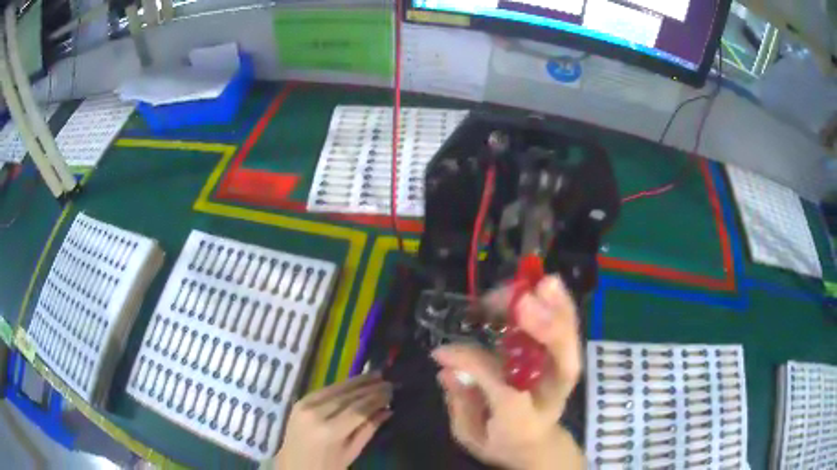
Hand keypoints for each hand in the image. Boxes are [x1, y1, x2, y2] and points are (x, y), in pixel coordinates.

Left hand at [276, 373, 391, 469]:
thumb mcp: (350, 452)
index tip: (392, 390)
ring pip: (336, 389)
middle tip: (389, 381)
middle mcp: (315, 414)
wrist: (293, 465)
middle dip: (370, 387)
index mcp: (329, 431)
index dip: (377, 398)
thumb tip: (388, 410)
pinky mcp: (299, 401)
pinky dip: (342, 385)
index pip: (358, 409)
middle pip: (348, 396)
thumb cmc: (326, 466)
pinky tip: (355, 381)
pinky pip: (324, 390)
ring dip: (357, 381)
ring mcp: (304, 405)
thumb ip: (368, 430)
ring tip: (376, 374)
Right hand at [432, 276, 583, 469]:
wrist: (534, 443)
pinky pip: (563, 328)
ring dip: (551, 308)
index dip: (477, 368)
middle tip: (523, 302)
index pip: (506, 394)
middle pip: (562, 362)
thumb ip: (461, 402)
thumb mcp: (471, 433)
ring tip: (531, 286)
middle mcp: (551, 394)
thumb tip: (447, 364)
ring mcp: (560, 373)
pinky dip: (555, 305)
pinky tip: (543, 287)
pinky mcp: (561, 356)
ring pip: (567, 339)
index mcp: (525, 424)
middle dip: (546, 330)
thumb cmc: (500, 439)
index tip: (446, 352)